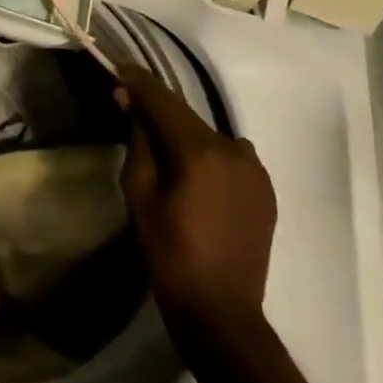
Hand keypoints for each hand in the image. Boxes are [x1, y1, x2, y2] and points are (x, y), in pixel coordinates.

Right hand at [118, 62, 277, 338]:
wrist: (222, 313)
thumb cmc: (169, 253)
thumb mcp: (139, 193)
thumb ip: (138, 141)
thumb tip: (130, 102)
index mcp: (198, 150)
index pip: (162, 99)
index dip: (137, 81)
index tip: (116, 69)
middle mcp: (233, 149)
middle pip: (186, 115)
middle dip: (157, 109)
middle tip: (129, 106)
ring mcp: (255, 169)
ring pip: (208, 135)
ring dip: (184, 133)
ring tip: (163, 148)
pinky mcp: (266, 189)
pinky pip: (230, 156)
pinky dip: (208, 154)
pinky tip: (194, 173)